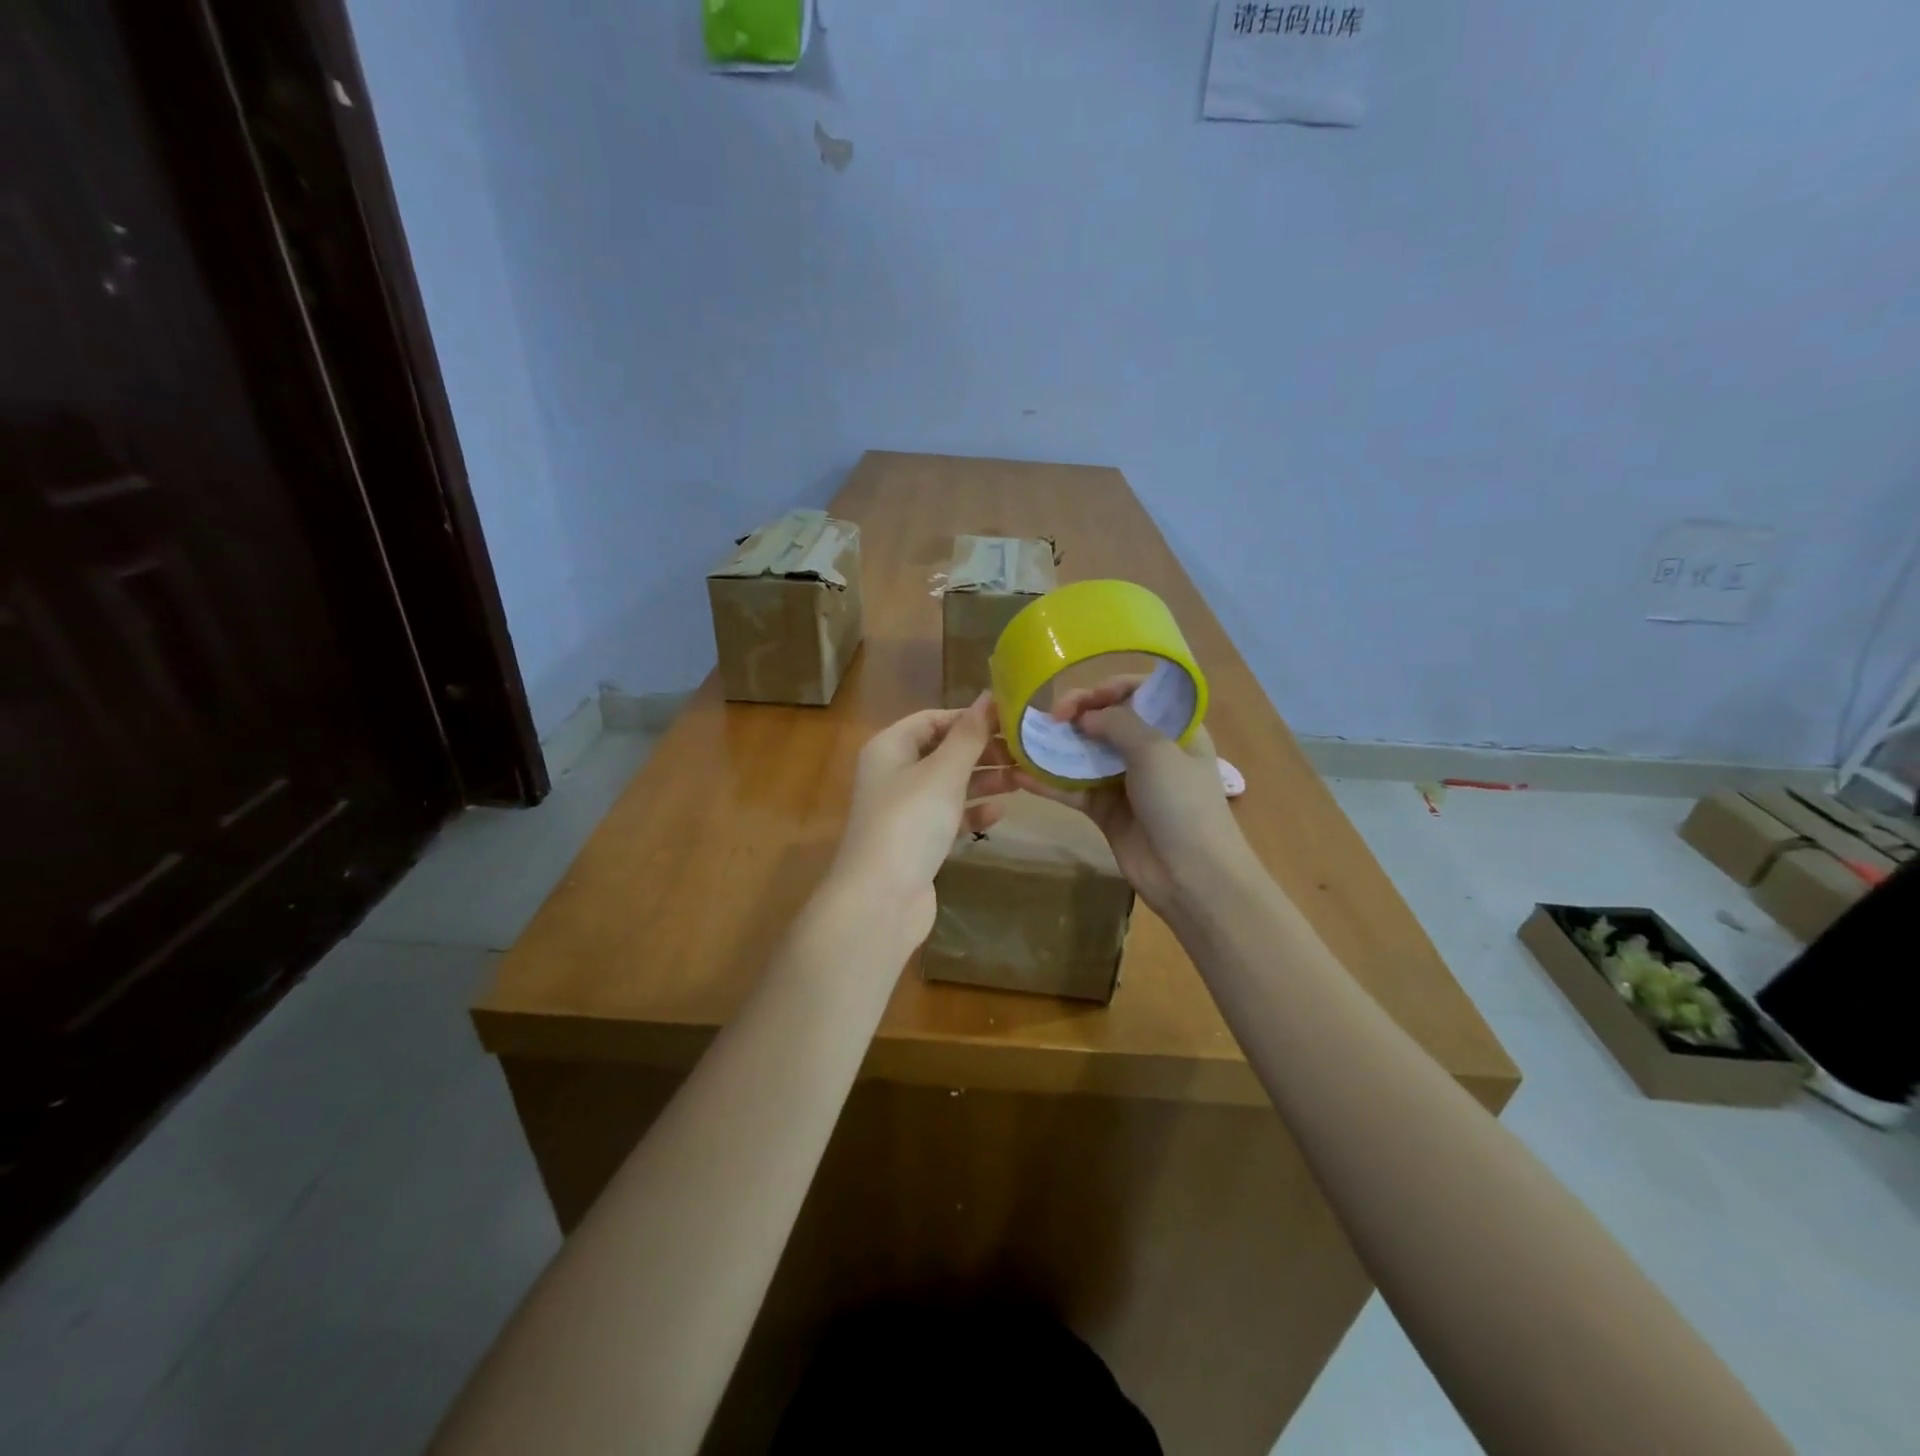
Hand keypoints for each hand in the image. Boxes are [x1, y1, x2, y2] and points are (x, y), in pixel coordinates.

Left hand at [830, 694, 1018, 944]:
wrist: (880, 900)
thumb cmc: (910, 822)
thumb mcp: (943, 772)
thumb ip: (969, 735)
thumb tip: (990, 697)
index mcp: (889, 748)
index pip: (932, 719)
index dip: (968, 717)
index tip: (1009, 720)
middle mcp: (893, 774)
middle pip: (942, 752)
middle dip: (981, 750)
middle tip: (1023, 751)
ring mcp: (904, 810)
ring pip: (949, 785)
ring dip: (983, 780)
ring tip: (1022, 778)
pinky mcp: (917, 842)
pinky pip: (949, 817)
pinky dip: (972, 812)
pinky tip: (1000, 813)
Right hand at [1015, 676, 1253, 916]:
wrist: (1192, 875)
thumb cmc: (1182, 803)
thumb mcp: (1156, 751)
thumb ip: (1118, 723)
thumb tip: (1084, 717)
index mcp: (1175, 728)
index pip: (1139, 693)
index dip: (1108, 688)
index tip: (1083, 700)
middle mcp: (1150, 749)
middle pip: (1108, 720)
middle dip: (1077, 715)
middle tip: (1049, 719)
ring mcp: (1126, 780)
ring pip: (1086, 753)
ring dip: (1057, 746)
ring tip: (1024, 740)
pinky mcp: (1105, 810)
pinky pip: (1073, 788)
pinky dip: (1048, 782)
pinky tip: (1020, 775)